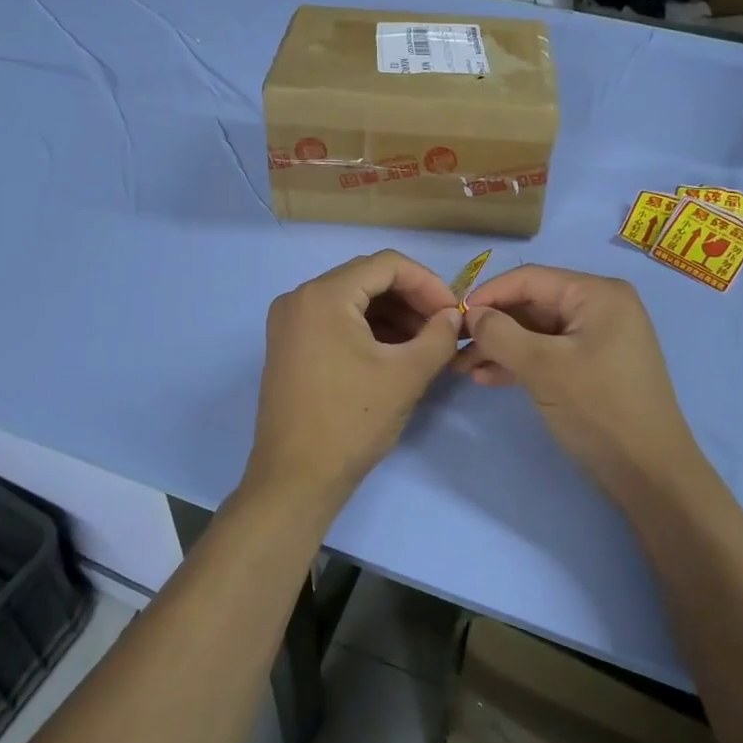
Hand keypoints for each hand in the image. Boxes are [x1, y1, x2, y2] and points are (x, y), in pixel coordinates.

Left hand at [246, 251, 462, 508]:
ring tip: (425, 344)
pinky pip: (335, 321)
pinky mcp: (288, 346)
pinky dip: (368, 329)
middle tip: (443, 327)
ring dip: (392, 315)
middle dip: (411, 299)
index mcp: (323, 295)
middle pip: (367, 279)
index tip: (454, 311)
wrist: (296, 478)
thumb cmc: (351, 421)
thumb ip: (439, 336)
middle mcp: (299, 298)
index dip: (428, 282)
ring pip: (352, 300)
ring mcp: (289, 322)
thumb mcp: (406, 375)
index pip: (387, 264)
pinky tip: (395, 353)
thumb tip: (453, 315)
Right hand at [456, 265, 704, 499]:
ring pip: (536, 331)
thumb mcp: (543, 367)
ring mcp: (599, 338)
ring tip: (463, 367)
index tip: (452, 317)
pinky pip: (549, 353)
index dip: (488, 294)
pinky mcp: (593, 366)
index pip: (530, 279)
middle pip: (532, 304)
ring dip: (500, 347)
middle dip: (492, 325)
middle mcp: (600, 307)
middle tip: (454, 347)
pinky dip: (519, 362)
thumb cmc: (599, 409)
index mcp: (597, 294)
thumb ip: (501, 334)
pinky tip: (487, 378)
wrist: (650, 473)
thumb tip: (471, 315)